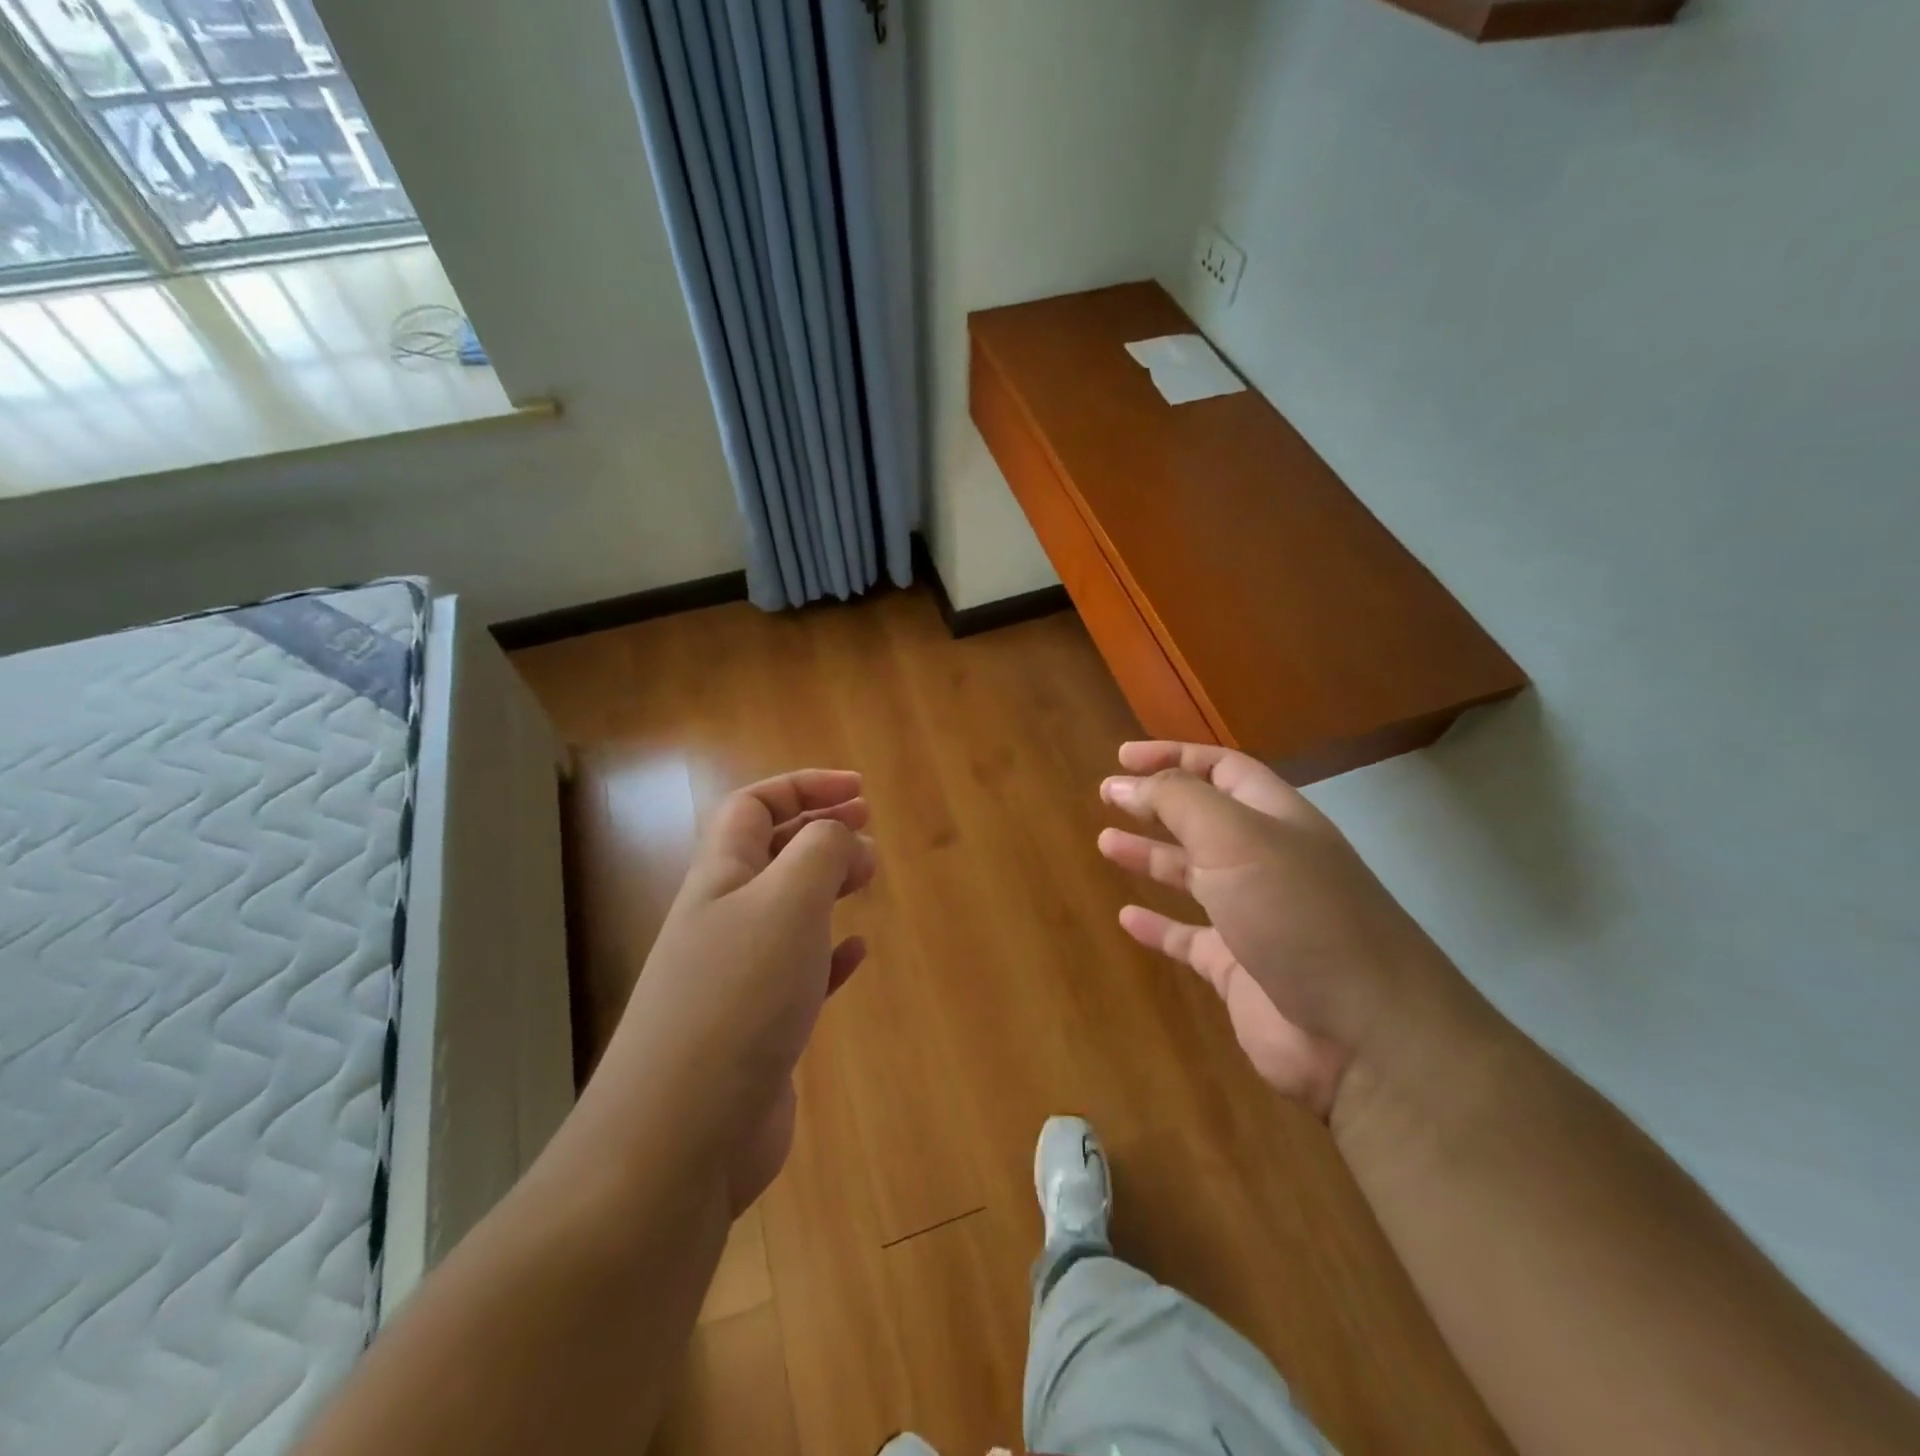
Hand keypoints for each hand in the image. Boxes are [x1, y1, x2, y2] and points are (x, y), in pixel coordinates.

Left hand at [600, 770, 874, 1214]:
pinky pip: (798, 972)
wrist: (679, 1138)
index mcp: (720, 878)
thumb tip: (841, 834)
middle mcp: (722, 919)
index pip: (754, 806)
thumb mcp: (787, 902)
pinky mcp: (756, 1029)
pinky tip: (855, 954)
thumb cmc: (738, 998)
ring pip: (785, 910)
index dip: (805, 786)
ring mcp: (736, 977)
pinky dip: (828, 953)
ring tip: (867, 879)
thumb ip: (820, 852)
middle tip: (869, 835)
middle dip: (819, 831)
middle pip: (769, 853)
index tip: (860, 792)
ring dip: (826, 886)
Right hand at [1098, 742, 1455, 1117]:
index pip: (1221, 769)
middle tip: (1107, 796)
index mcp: (1276, 818)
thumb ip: (1178, 801)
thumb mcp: (1234, 837)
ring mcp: (1254, 917)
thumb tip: (1126, 783)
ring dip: (1151, 856)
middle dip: (1157, 803)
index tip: (1122, 757)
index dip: (1173, 756)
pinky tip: (1127, 918)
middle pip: (1204, 819)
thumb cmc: (1296, 912)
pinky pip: (1190, 940)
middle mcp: (1267, 861)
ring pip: (1193, 875)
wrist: (1361, 1033)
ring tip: (1105, 843)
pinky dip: (1158, 927)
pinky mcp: (1239, 970)